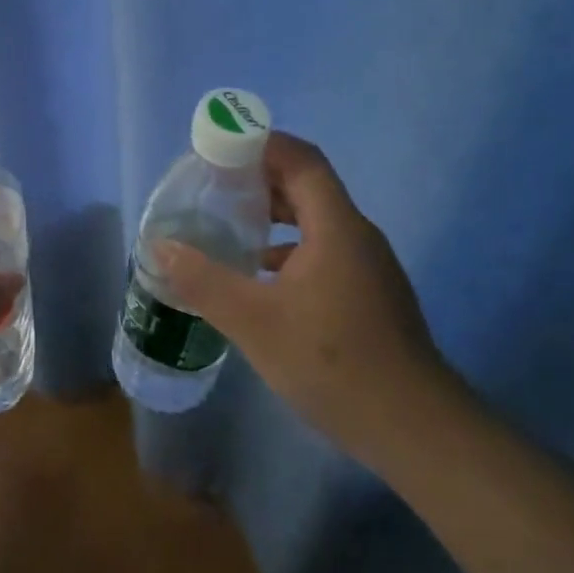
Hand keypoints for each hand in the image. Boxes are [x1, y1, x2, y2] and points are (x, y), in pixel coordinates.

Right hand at [156, 132, 458, 470]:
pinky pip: (322, 250)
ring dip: (273, 215)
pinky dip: (287, 248)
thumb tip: (160, 246)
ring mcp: (366, 266)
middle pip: (307, 186)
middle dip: (259, 178)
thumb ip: (204, 280)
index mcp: (336, 227)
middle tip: (212, 185)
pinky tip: (258, 276)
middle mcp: (356, 236)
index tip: (219, 147)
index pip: (301, 160)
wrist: (413, 428)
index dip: (262, 144)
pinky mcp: (368, 294)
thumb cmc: (332, 362)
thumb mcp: (254, 321)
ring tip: (228, 224)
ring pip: (315, 221)